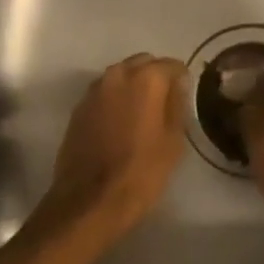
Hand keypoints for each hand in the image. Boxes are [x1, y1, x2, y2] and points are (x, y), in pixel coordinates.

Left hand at [43, 54, 188, 238]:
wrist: (90, 200)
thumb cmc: (141, 172)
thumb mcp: (173, 141)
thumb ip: (176, 105)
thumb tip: (177, 85)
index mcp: (145, 79)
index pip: (171, 65)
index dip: (181, 79)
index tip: (185, 97)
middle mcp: (117, 75)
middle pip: (142, 63)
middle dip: (155, 77)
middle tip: (165, 104)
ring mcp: (93, 91)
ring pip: (120, 76)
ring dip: (133, 87)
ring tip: (142, 114)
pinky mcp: (78, 109)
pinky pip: (104, 93)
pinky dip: (115, 100)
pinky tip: (120, 124)